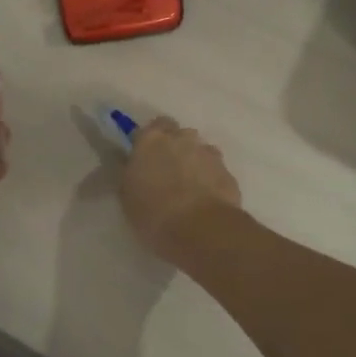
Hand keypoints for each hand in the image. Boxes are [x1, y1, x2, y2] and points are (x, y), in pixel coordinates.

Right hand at [120, 117, 241, 262]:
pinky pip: (214, 169)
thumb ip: (131, 172)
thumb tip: (134, 164)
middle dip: (173, 147)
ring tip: (188, 189)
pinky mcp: (227, 171)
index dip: (149, 142)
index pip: (150, 127)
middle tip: (167, 172)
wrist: (201, 229)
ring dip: (193, 162)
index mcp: (152, 140)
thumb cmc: (154, 213)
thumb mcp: (128, 195)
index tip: (145, 159)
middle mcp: (182, 138)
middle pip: (177, 134)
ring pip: (199, 150)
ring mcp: (208, 153)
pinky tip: (205, 199)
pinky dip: (210, 178)